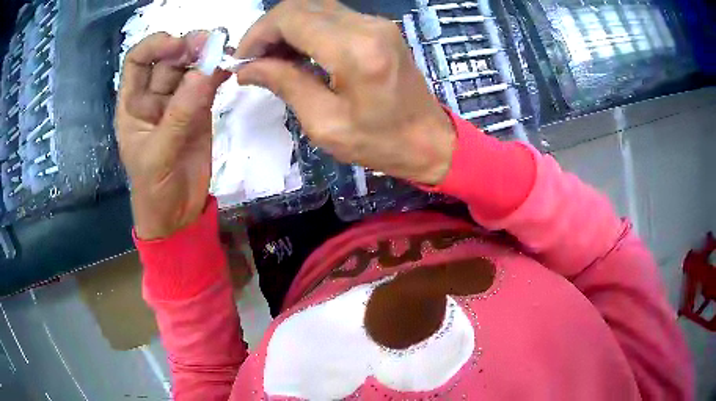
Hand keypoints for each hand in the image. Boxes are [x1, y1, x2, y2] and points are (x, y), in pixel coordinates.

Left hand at [116, 32, 228, 239]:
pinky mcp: (199, 110)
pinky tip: (229, 68)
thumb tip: (205, 72)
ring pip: (190, 67)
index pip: (138, 61)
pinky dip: (219, 73)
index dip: (155, 46)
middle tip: (212, 43)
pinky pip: (208, 84)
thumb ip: (179, 114)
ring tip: (225, 51)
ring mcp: (178, 102)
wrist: (177, 214)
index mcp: (133, 105)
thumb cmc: (153, 189)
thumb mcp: (158, 155)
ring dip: (206, 56)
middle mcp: (153, 97)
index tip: (178, 45)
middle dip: (188, 46)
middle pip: (168, 59)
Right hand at [235, 0, 455, 185]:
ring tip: (271, 59)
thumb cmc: (380, 142)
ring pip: (315, 7)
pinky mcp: (379, 28)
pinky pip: (332, 16)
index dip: (258, 34)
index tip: (242, 60)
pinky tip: (296, 52)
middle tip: (253, 60)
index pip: (291, 18)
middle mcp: (367, 25)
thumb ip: (285, 84)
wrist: (429, 141)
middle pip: (301, 6)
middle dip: (268, 29)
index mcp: (355, 50)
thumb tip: (248, 68)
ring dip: (286, 28)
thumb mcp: (325, 124)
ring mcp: (377, 23)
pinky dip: (306, 29)